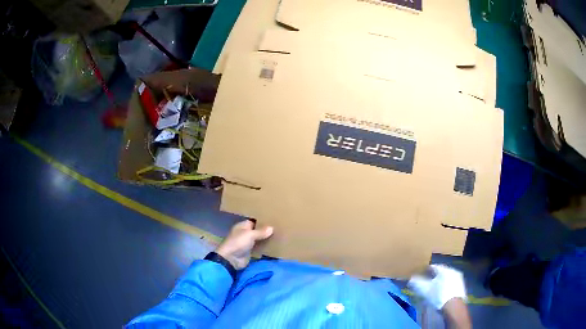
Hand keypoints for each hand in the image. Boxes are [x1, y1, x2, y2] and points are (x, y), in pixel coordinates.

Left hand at [216, 220, 273, 269]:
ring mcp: (247, 243)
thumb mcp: (250, 235)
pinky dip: (264, 247)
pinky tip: (274, 246)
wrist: (231, 259)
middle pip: (257, 230)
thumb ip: (261, 231)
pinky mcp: (250, 251)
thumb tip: (271, 228)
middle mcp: (245, 233)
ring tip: (278, 236)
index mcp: (242, 226)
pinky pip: (259, 248)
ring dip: (266, 239)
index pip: (253, 221)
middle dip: (265, 230)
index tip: (273, 220)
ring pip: (258, 239)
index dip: (262, 220)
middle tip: (278, 228)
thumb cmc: (238, 243)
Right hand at [408, 264, 466, 309]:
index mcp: (444, 270)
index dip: (426, 270)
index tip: (420, 274)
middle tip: (426, 281)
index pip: (433, 266)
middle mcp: (453, 271)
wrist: (453, 306)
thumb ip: (417, 283)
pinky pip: (451, 284)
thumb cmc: (438, 296)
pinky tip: (441, 293)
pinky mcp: (461, 287)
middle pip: (441, 272)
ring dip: (440, 282)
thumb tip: (410, 279)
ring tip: (433, 288)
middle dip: (433, 276)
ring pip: (446, 278)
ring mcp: (458, 279)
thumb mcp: (425, 290)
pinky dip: (445, 287)